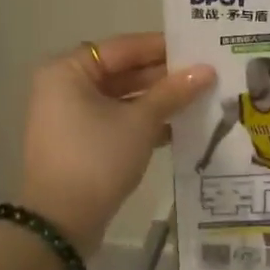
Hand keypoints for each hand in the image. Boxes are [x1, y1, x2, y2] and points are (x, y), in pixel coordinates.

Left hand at [19, 33, 214, 253]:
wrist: (62, 222)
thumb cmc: (97, 158)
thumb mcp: (140, 121)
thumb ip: (173, 92)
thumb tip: (207, 70)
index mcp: (69, 71)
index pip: (123, 47)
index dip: (161, 48)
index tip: (197, 48)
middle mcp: (64, 87)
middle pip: (122, 72)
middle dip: (163, 76)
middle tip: (205, 75)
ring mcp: (70, 117)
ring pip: (122, 98)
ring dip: (158, 101)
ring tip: (200, 99)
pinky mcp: (80, 143)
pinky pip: (116, 121)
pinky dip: (144, 122)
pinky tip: (180, 127)